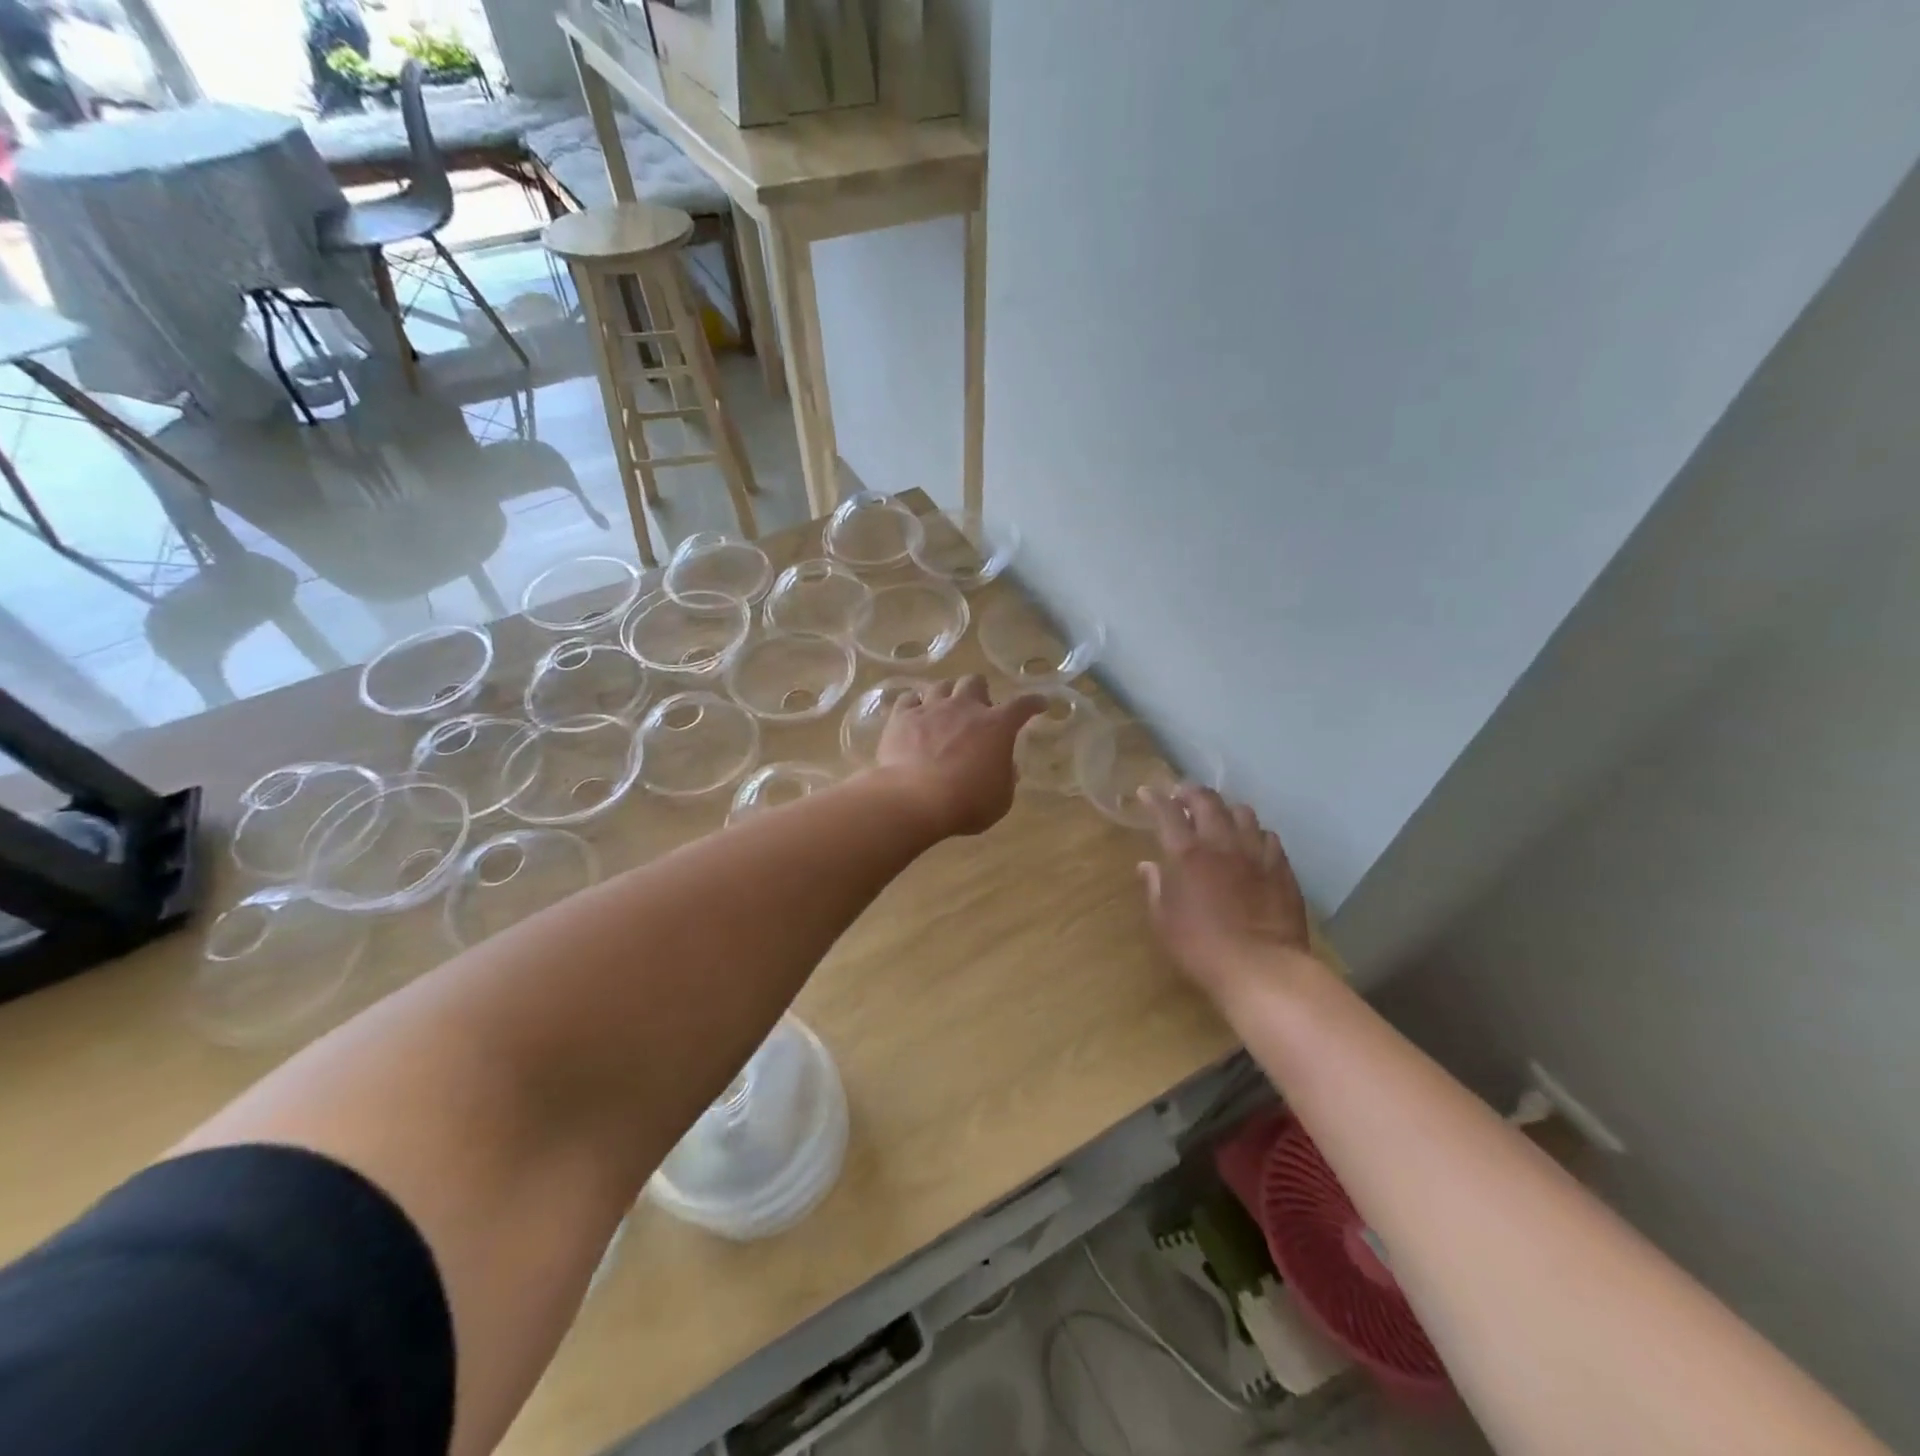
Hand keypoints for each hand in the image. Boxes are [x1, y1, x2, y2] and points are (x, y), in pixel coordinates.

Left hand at [877, 676, 1044, 836]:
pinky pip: (908, 699)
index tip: (1039, 704)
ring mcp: (931, 709)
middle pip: (975, 681)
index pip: (1022, 705)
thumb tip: (1006, 766)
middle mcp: (964, 708)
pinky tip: (913, 715)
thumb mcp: (1000, 799)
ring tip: (944, 711)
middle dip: (979, 692)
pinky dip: (914, 705)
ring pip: (941, 685)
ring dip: (946, 695)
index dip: (1033, 703)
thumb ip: (1006, 778)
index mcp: (996, 726)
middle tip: (978, 710)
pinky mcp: (902, 717)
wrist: (914, 799)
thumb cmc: (966, 802)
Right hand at [1140, 786, 1314, 999]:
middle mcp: (1222, 844)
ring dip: (1226, 809)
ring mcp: (1256, 854)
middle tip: (1182, 794)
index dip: (1155, 799)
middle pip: (1208, 802)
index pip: (1168, 813)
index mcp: (1188, 855)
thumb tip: (1147, 866)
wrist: (1262, 968)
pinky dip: (1256, 834)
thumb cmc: (1201, 948)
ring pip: (1243, 813)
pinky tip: (1252, 844)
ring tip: (1220, 816)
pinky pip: (1269, 838)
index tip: (1147, 792)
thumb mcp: (1164, 922)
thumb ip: (1155, 888)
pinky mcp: (1282, 869)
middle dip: (1191, 792)